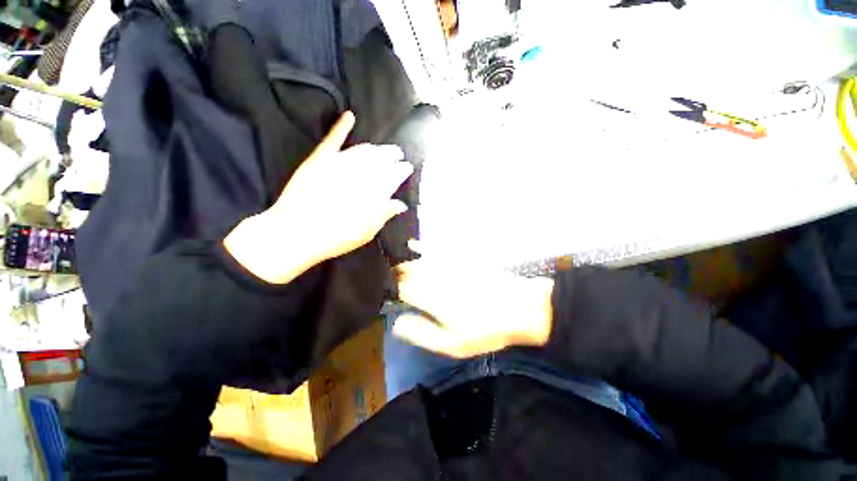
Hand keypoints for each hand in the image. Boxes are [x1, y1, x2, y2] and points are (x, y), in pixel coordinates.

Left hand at [224, 111, 412, 283]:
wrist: (295, 233)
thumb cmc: (336, 238)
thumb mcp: (366, 232)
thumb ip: (384, 215)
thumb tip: (401, 204)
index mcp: (373, 193)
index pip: (393, 176)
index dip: (402, 170)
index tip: (408, 167)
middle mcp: (359, 174)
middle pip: (380, 160)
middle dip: (392, 155)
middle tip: (398, 154)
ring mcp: (338, 164)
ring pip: (362, 150)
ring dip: (375, 148)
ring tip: (381, 149)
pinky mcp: (319, 160)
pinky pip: (332, 140)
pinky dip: (341, 127)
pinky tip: (349, 116)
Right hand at [393, 242, 554, 357]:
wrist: (519, 307)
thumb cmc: (484, 329)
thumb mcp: (452, 343)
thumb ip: (421, 333)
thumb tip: (396, 323)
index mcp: (429, 296)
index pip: (400, 288)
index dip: (390, 291)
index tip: (385, 295)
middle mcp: (434, 275)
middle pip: (406, 271)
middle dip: (394, 275)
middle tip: (387, 281)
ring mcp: (447, 264)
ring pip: (417, 259)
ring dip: (403, 261)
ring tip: (391, 264)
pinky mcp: (459, 257)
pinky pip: (436, 248)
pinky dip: (422, 246)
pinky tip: (413, 244)